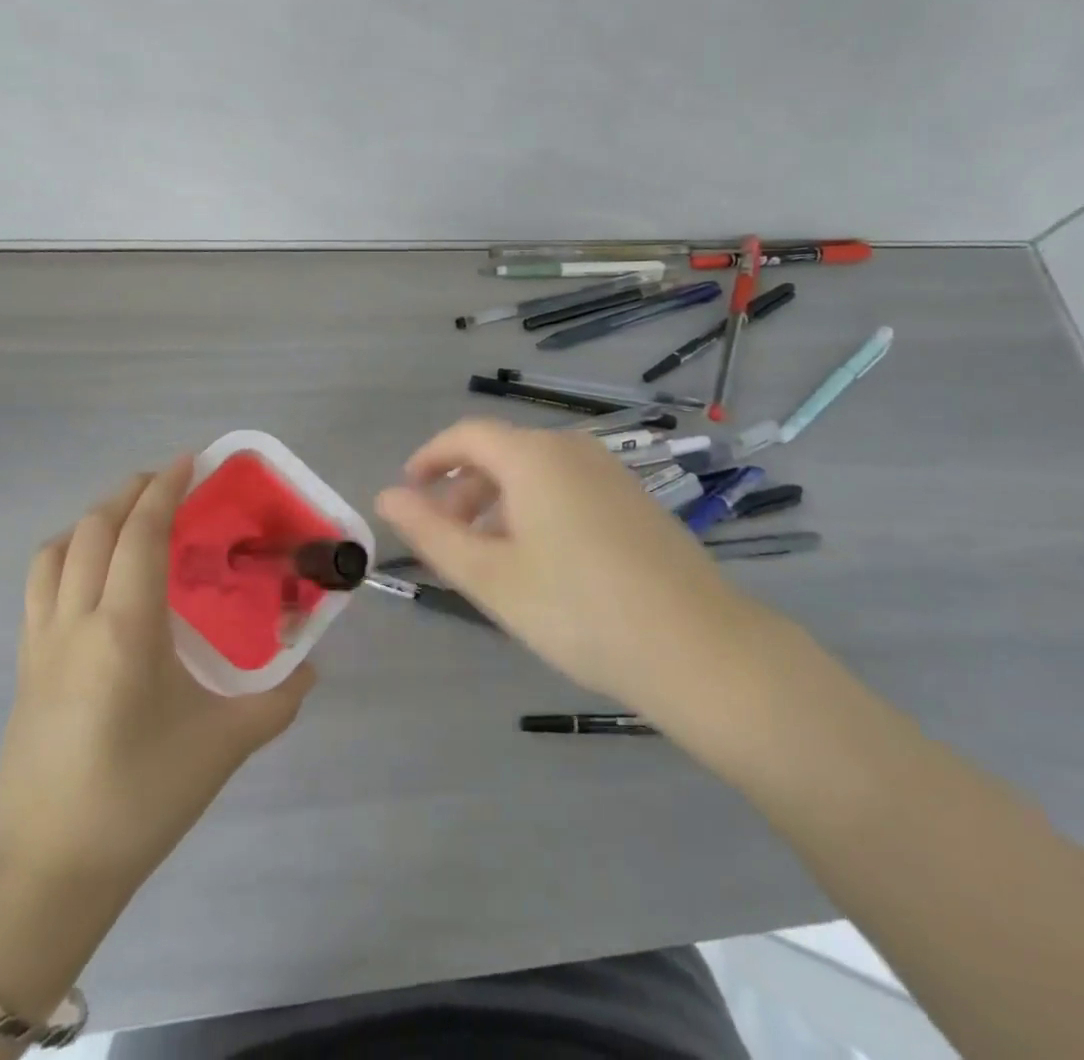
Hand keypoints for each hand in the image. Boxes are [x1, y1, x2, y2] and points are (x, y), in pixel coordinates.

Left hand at [0, 458, 315, 893]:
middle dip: (130, 492)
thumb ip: (279, 700)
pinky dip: (67, 553)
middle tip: (169, 482)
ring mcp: (40, 642)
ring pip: (55, 550)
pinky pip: (39, 584)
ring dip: (92, 519)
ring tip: (130, 519)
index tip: (191, 461)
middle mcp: (76, 620)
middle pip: (92, 528)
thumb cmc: (141, 799)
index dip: (165, 489)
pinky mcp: (24, 666)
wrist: (47, 872)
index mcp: (125, 629)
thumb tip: (311, 668)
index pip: (140, 533)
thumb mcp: (225, 746)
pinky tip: (97, 575)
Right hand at [375, 419, 762, 708]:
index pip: (465, 435)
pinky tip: (540, 561)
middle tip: (443, 541)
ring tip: (487, 558)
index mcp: (533, 455)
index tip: (407, 495)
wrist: (696, 647)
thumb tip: (386, 496)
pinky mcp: (633, 498)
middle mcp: (572, 448)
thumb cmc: (578, 610)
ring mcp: (610, 471)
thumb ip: (431, 533)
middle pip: (501, 452)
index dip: (429, 460)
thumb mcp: (490, 576)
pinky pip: (567, 488)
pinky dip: (535, 510)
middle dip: (462, 489)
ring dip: (498, 503)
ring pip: (535, 473)